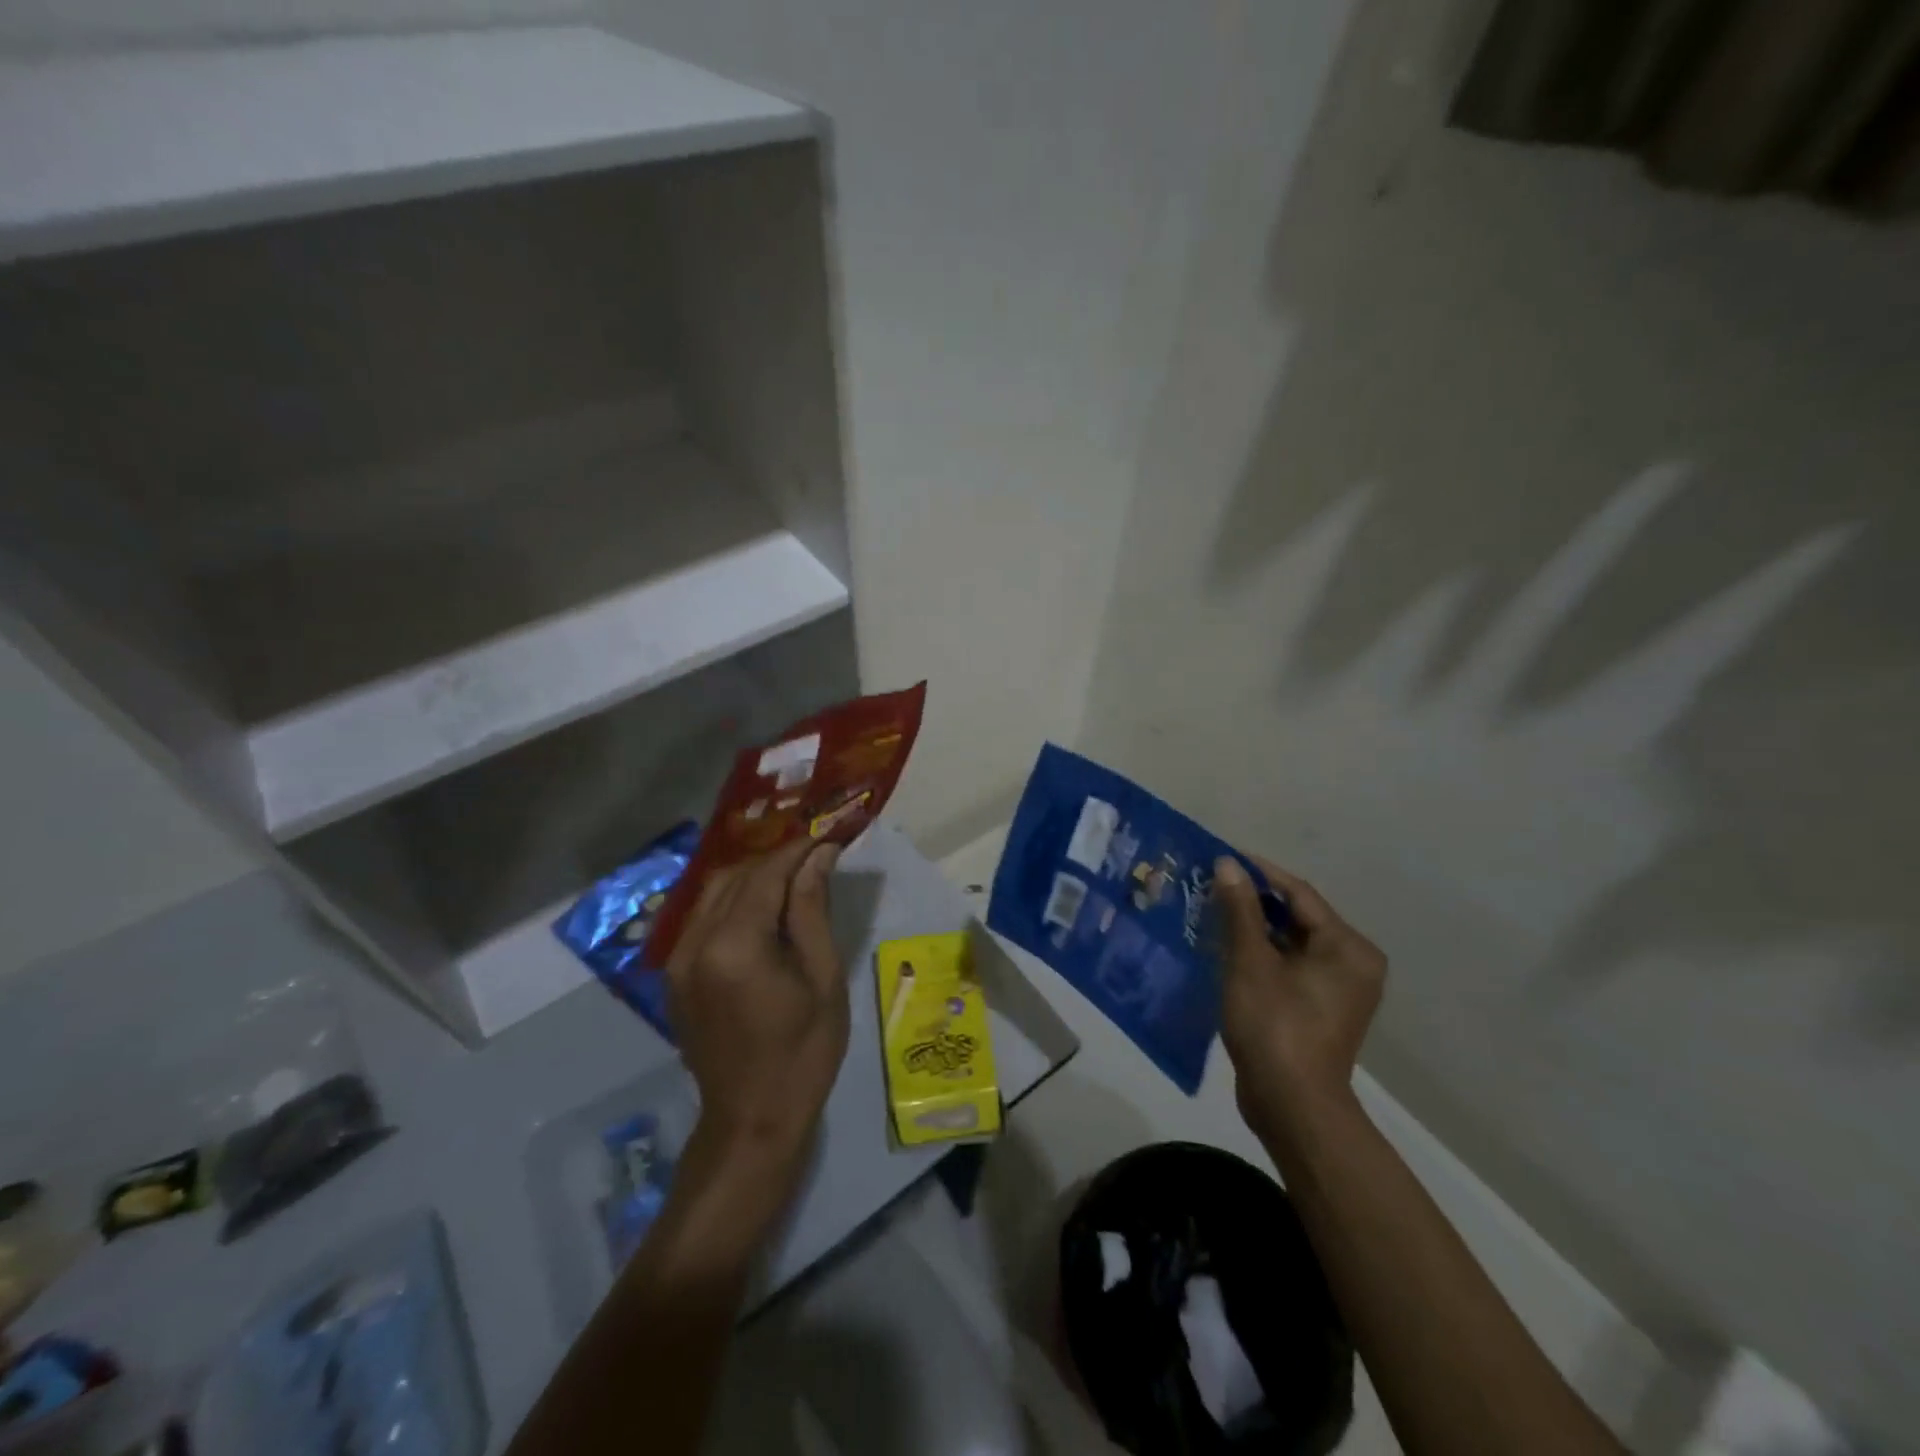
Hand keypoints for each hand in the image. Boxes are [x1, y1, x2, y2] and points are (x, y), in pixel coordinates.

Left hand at [664, 838, 848, 1177]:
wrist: (752, 1118)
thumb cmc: (803, 1051)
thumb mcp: (822, 977)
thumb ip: (812, 908)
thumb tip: (819, 854)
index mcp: (735, 945)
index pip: (766, 874)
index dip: (798, 849)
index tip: (829, 834)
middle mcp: (695, 942)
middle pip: (736, 876)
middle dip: (776, 860)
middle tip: (816, 855)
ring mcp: (677, 959)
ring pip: (714, 892)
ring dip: (754, 878)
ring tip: (794, 877)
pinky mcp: (674, 974)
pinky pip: (703, 918)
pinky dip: (734, 902)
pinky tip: (763, 909)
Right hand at [1212, 856, 1386, 1154]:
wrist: (1291, 1106)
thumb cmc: (1275, 1025)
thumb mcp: (1251, 961)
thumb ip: (1240, 909)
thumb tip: (1228, 864)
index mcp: (1348, 947)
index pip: (1299, 894)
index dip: (1259, 873)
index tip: (1221, 858)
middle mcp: (1352, 963)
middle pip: (1297, 917)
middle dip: (1253, 902)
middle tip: (1211, 886)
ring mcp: (1338, 989)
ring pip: (1290, 942)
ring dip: (1253, 928)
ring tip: (1211, 912)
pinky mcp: (1319, 1009)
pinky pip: (1289, 966)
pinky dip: (1261, 955)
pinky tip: (1225, 949)